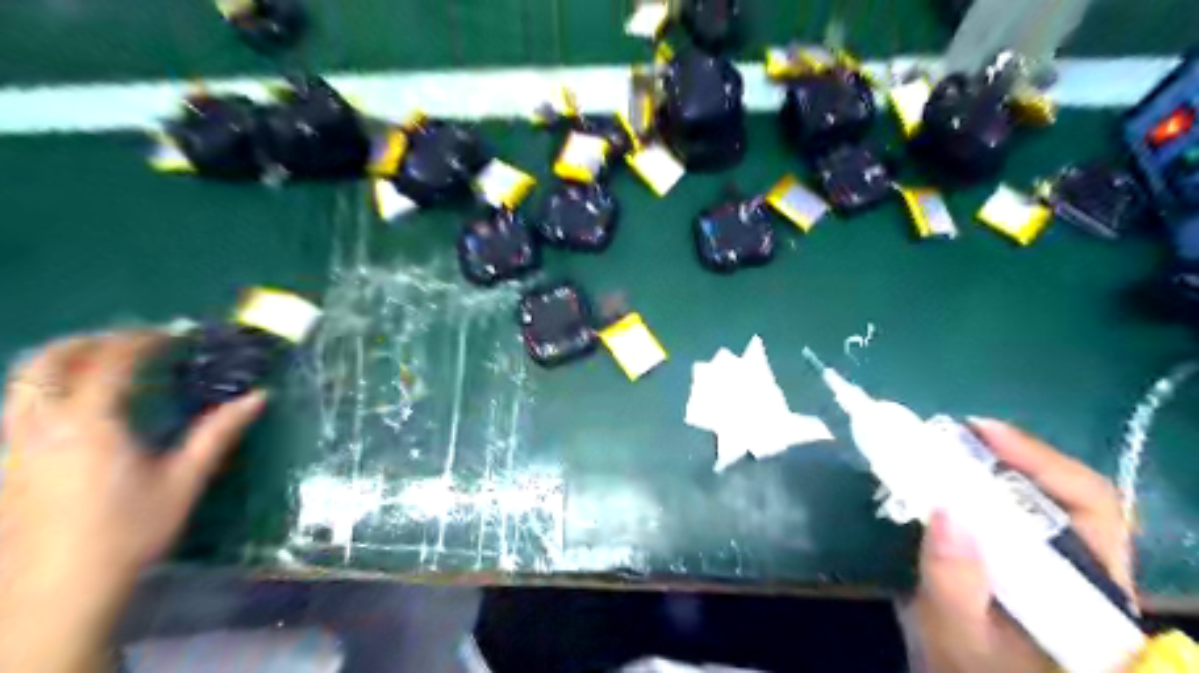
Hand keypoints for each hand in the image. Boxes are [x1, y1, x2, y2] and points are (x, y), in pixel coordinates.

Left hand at [0, 331, 264, 672]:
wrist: (58, 592)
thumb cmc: (130, 532)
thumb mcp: (184, 480)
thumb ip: (219, 433)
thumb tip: (259, 397)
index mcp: (91, 424)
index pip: (111, 362)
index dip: (142, 340)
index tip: (173, 334)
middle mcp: (42, 426)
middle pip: (47, 362)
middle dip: (90, 341)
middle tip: (132, 340)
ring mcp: (15, 446)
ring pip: (21, 384)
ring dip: (60, 361)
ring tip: (101, 363)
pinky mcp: (5, 466)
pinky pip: (18, 408)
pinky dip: (46, 389)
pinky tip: (75, 406)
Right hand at [911, 419, 1135, 668]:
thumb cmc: (971, 672)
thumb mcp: (955, 634)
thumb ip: (953, 581)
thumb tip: (945, 509)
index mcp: (1089, 590)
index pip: (1090, 506)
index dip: (1039, 459)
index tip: (980, 432)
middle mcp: (1084, 569)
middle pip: (1063, 493)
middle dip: (1008, 455)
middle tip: (952, 435)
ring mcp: (1056, 564)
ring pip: (1036, 499)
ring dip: (990, 467)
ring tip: (943, 451)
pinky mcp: (1025, 561)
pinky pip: (1008, 511)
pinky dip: (976, 487)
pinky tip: (943, 482)